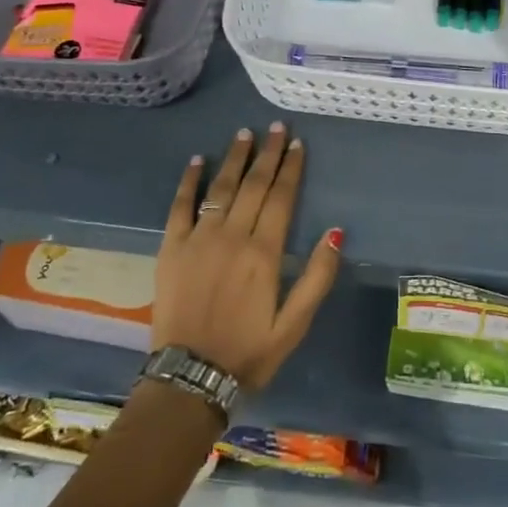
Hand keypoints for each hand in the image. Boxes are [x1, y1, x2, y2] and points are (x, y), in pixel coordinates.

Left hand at [152, 123, 341, 391]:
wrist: (190, 379)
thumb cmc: (248, 353)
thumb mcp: (294, 325)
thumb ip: (317, 277)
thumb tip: (336, 231)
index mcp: (264, 253)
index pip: (281, 197)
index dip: (291, 168)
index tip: (297, 143)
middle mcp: (232, 236)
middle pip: (253, 185)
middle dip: (267, 153)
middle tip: (276, 127)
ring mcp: (198, 239)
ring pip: (220, 188)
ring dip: (234, 158)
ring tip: (244, 133)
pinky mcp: (171, 248)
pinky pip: (180, 206)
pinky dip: (189, 181)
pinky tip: (198, 160)